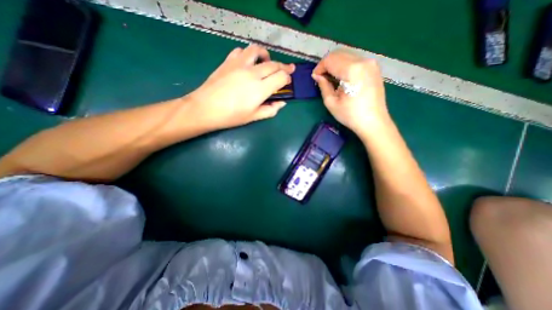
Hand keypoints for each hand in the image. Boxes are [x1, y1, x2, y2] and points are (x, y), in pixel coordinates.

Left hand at [186, 45, 294, 130]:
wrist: (206, 108)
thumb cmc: (231, 116)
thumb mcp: (254, 117)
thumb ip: (270, 110)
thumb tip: (281, 103)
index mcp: (260, 89)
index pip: (280, 77)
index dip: (287, 78)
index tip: (288, 81)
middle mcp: (252, 73)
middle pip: (273, 64)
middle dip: (284, 66)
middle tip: (288, 69)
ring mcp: (239, 64)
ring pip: (257, 51)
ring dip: (266, 55)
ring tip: (268, 61)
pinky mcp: (228, 61)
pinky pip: (241, 51)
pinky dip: (248, 54)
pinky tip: (248, 62)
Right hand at [312, 49, 388, 135]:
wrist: (373, 122)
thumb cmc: (350, 115)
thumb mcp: (331, 103)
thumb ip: (323, 86)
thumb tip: (317, 76)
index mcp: (352, 70)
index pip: (330, 59)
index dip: (319, 67)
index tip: (315, 77)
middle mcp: (363, 61)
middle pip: (339, 54)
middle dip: (327, 64)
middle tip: (321, 77)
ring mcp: (371, 63)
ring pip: (347, 55)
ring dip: (336, 64)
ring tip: (330, 78)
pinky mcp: (374, 67)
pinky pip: (355, 60)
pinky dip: (345, 65)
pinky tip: (342, 77)